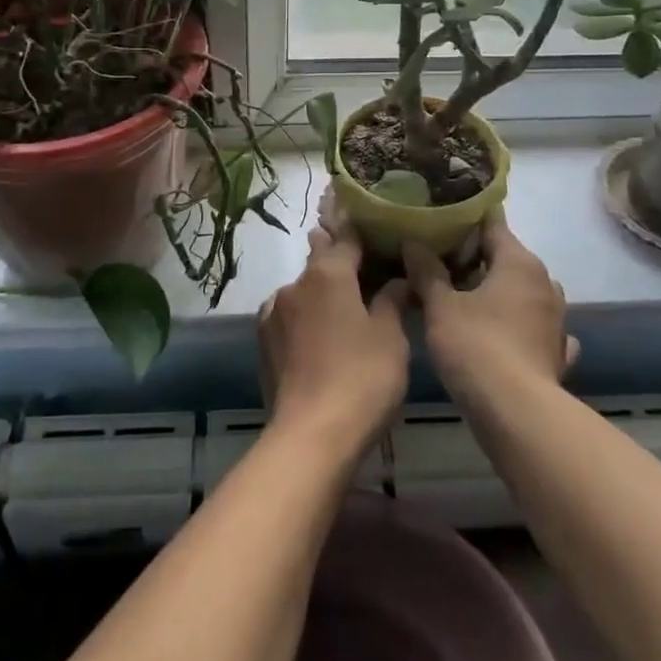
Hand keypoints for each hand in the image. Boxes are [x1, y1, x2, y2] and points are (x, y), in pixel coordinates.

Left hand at [258, 204, 408, 460]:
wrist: (311, 435)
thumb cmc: (362, 378)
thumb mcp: (391, 337)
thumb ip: (391, 301)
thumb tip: (397, 280)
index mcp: (329, 273)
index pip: (347, 238)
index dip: (362, 230)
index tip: (373, 225)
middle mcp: (296, 284)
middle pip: (320, 260)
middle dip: (338, 258)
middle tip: (362, 263)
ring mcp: (274, 312)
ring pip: (303, 290)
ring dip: (321, 292)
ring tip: (343, 307)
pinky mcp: (264, 341)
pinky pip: (289, 316)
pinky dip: (306, 317)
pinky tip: (319, 334)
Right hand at [404, 208, 575, 401]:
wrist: (518, 414)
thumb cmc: (476, 347)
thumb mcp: (440, 306)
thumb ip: (426, 271)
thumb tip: (413, 242)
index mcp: (519, 262)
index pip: (492, 223)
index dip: (464, 220)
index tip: (438, 222)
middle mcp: (544, 283)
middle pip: (506, 257)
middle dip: (475, 258)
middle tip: (437, 262)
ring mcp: (555, 319)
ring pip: (521, 291)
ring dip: (496, 291)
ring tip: (461, 298)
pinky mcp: (556, 351)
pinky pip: (532, 326)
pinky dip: (516, 324)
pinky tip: (500, 333)